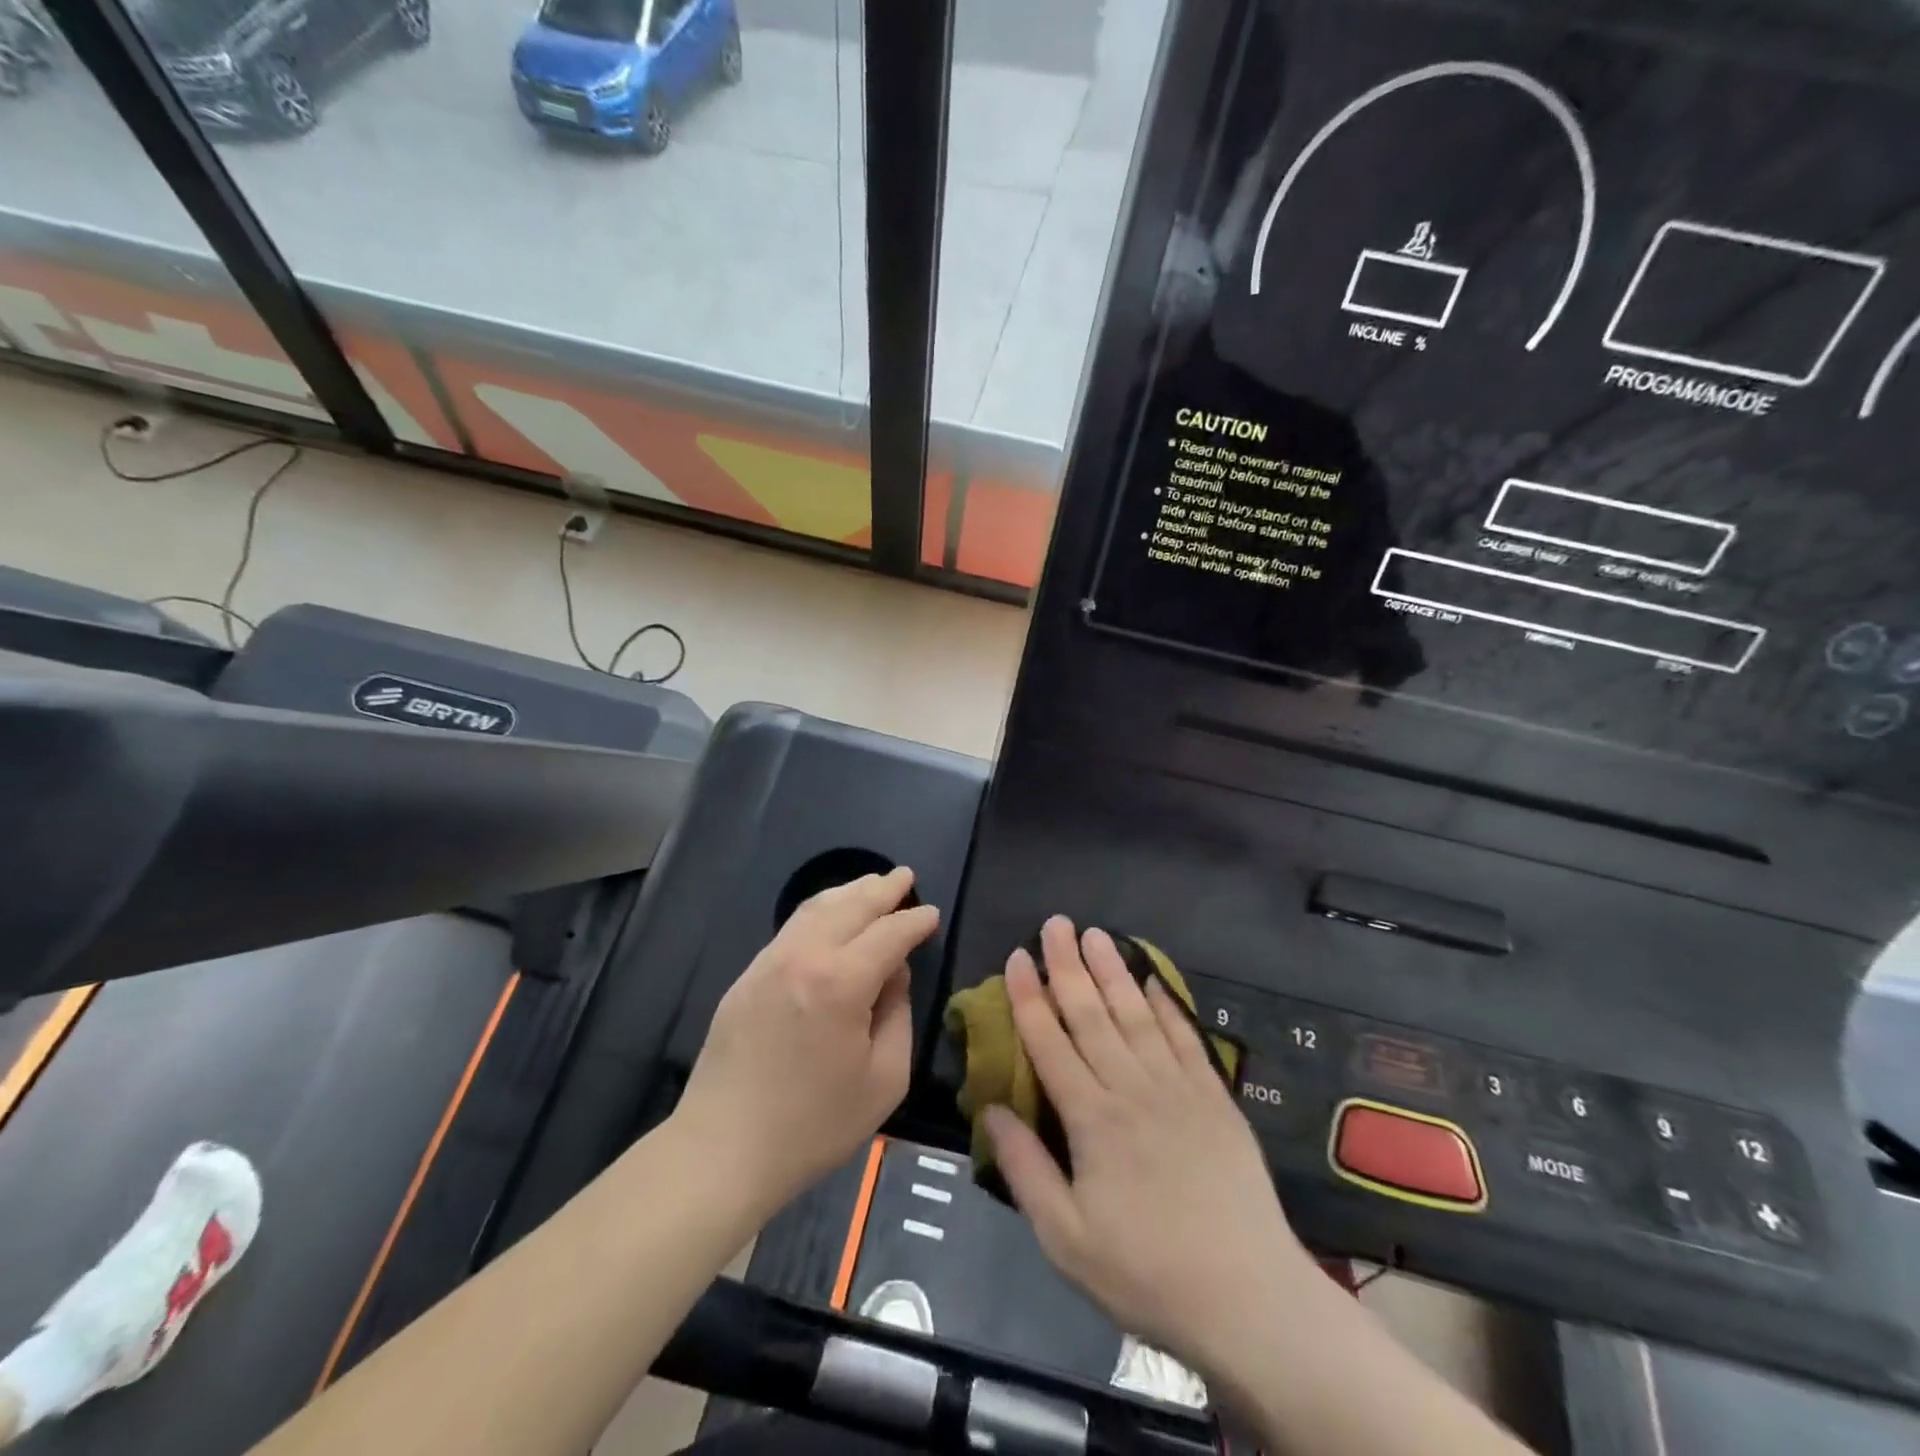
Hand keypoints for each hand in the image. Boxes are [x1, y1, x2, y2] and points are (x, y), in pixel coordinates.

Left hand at [676, 868, 939, 1216]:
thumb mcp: (884, 1079)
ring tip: (873, 883)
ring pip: (816, 908)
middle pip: (851, 905)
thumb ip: (898, 1015)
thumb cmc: (814, 1125)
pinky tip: (830, 913)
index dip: (915, 922)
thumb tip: (894, 976)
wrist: (723, 1150)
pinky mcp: (748, 976)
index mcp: (842, 981)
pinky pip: (791, 927)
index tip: (932, 915)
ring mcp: (770, 961)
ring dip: (850, 891)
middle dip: (883, 888)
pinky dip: (819, 910)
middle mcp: (804, 956)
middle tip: (906, 877)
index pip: (889, 933)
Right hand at [985, 917, 1322, 1379]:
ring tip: (1096, 933)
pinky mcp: (1214, 1097)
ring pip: (1135, 1014)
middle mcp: (1131, 1088)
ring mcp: (1177, 1087)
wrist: (1249, 1299)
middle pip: (1091, 1014)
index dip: (1029, 996)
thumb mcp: (1066, 1239)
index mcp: (1091, 1119)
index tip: (1018, 957)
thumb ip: (1025, 1169)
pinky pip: (1185, 1037)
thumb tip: (989, 1110)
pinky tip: (1152, 980)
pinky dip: (1166, 1005)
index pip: (1049, 1041)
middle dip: (1068, 965)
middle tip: (1055, 923)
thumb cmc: (1146, 1273)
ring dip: (1112, 971)